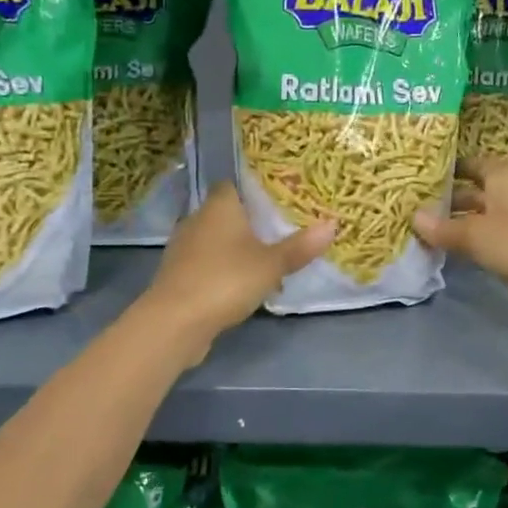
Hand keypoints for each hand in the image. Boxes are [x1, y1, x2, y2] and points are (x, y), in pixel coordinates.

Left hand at [141, 183, 334, 352]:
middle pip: (224, 214)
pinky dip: (221, 270)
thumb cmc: (226, 280)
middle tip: (278, 231)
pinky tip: (240, 285)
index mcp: (219, 207)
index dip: (252, 191)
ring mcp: (182, 249)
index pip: (232, 185)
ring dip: (234, 249)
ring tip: (264, 260)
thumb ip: (300, 246)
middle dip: (247, 222)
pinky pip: (205, 264)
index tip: (275, 200)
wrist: (175, 322)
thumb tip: (332, 224)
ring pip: (214, 240)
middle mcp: (196, 220)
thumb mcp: (272, 264)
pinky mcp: (177, 276)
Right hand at [411, 157, 507, 318]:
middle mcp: (506, 197)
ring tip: (418, 230)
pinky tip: (440, 251)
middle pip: (472, 194)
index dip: (451, 167)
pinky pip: (483, 244)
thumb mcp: (476, 233)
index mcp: (502, 178)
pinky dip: (465, 246)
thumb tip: (414, 217)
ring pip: (476, 221)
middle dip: (446, 200)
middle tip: (411, 206)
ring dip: (453, 226)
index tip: (423, 173)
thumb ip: (444, 228)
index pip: (473, 164)